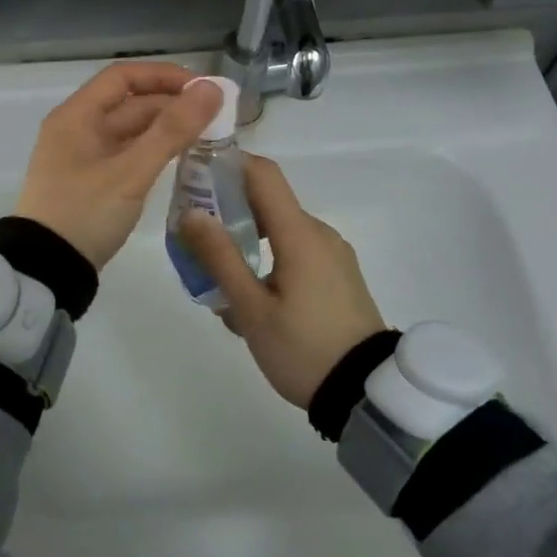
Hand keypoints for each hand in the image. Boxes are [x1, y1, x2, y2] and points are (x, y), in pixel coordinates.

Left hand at [14, 61, 222, 269]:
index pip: (124, 77)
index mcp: (77, 116)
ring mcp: (83, 158)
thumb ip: (172, 130)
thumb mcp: (131, 172)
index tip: (203, 89)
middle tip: (217, 118)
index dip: (164, 76)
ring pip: (130, 131)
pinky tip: (180, 160)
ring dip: (165, 130)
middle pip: (129, 104)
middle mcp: (77, 129)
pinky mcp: (91, 183)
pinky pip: (127, 155)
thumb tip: (211, 89)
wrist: (46, 269)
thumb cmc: (85, 213)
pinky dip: (153, 152)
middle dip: (172, 106)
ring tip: (207, 137)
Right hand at [178, 155, 385, 408]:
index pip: (263, 174)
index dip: (228, 164)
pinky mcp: (338, 275)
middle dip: (228, 213)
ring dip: (247, 245)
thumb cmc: (303, 349)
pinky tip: (251, 300)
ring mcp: (332, 255)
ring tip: (219, 283)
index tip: (196, 176)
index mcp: (300, 234)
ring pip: (280, 233)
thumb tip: (192, 212)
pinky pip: (296, 254)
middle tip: (193, 240)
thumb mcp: (252, 309)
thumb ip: (220, 257)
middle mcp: (319, 234)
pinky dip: (268, 262)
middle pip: (268, 203)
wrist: (364, 392)